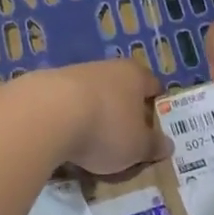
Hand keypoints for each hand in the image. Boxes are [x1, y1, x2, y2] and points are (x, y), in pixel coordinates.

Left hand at [21, 59, 171, 177]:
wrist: (46, 114)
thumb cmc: (105, 128)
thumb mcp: (137, 147)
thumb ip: (153, 145)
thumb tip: (167, 144)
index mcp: (135, 75)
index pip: (154, 86)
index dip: (157, 106)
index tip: (156, 128)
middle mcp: (107, 67)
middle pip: (122, 90)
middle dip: (124, 112)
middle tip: (125, 140)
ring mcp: (75, 73)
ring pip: (93, 96)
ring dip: (94, 115)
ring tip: (92, 145)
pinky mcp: (48, 85)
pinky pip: (68, 104)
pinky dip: (70, 119)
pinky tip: (65, 140)